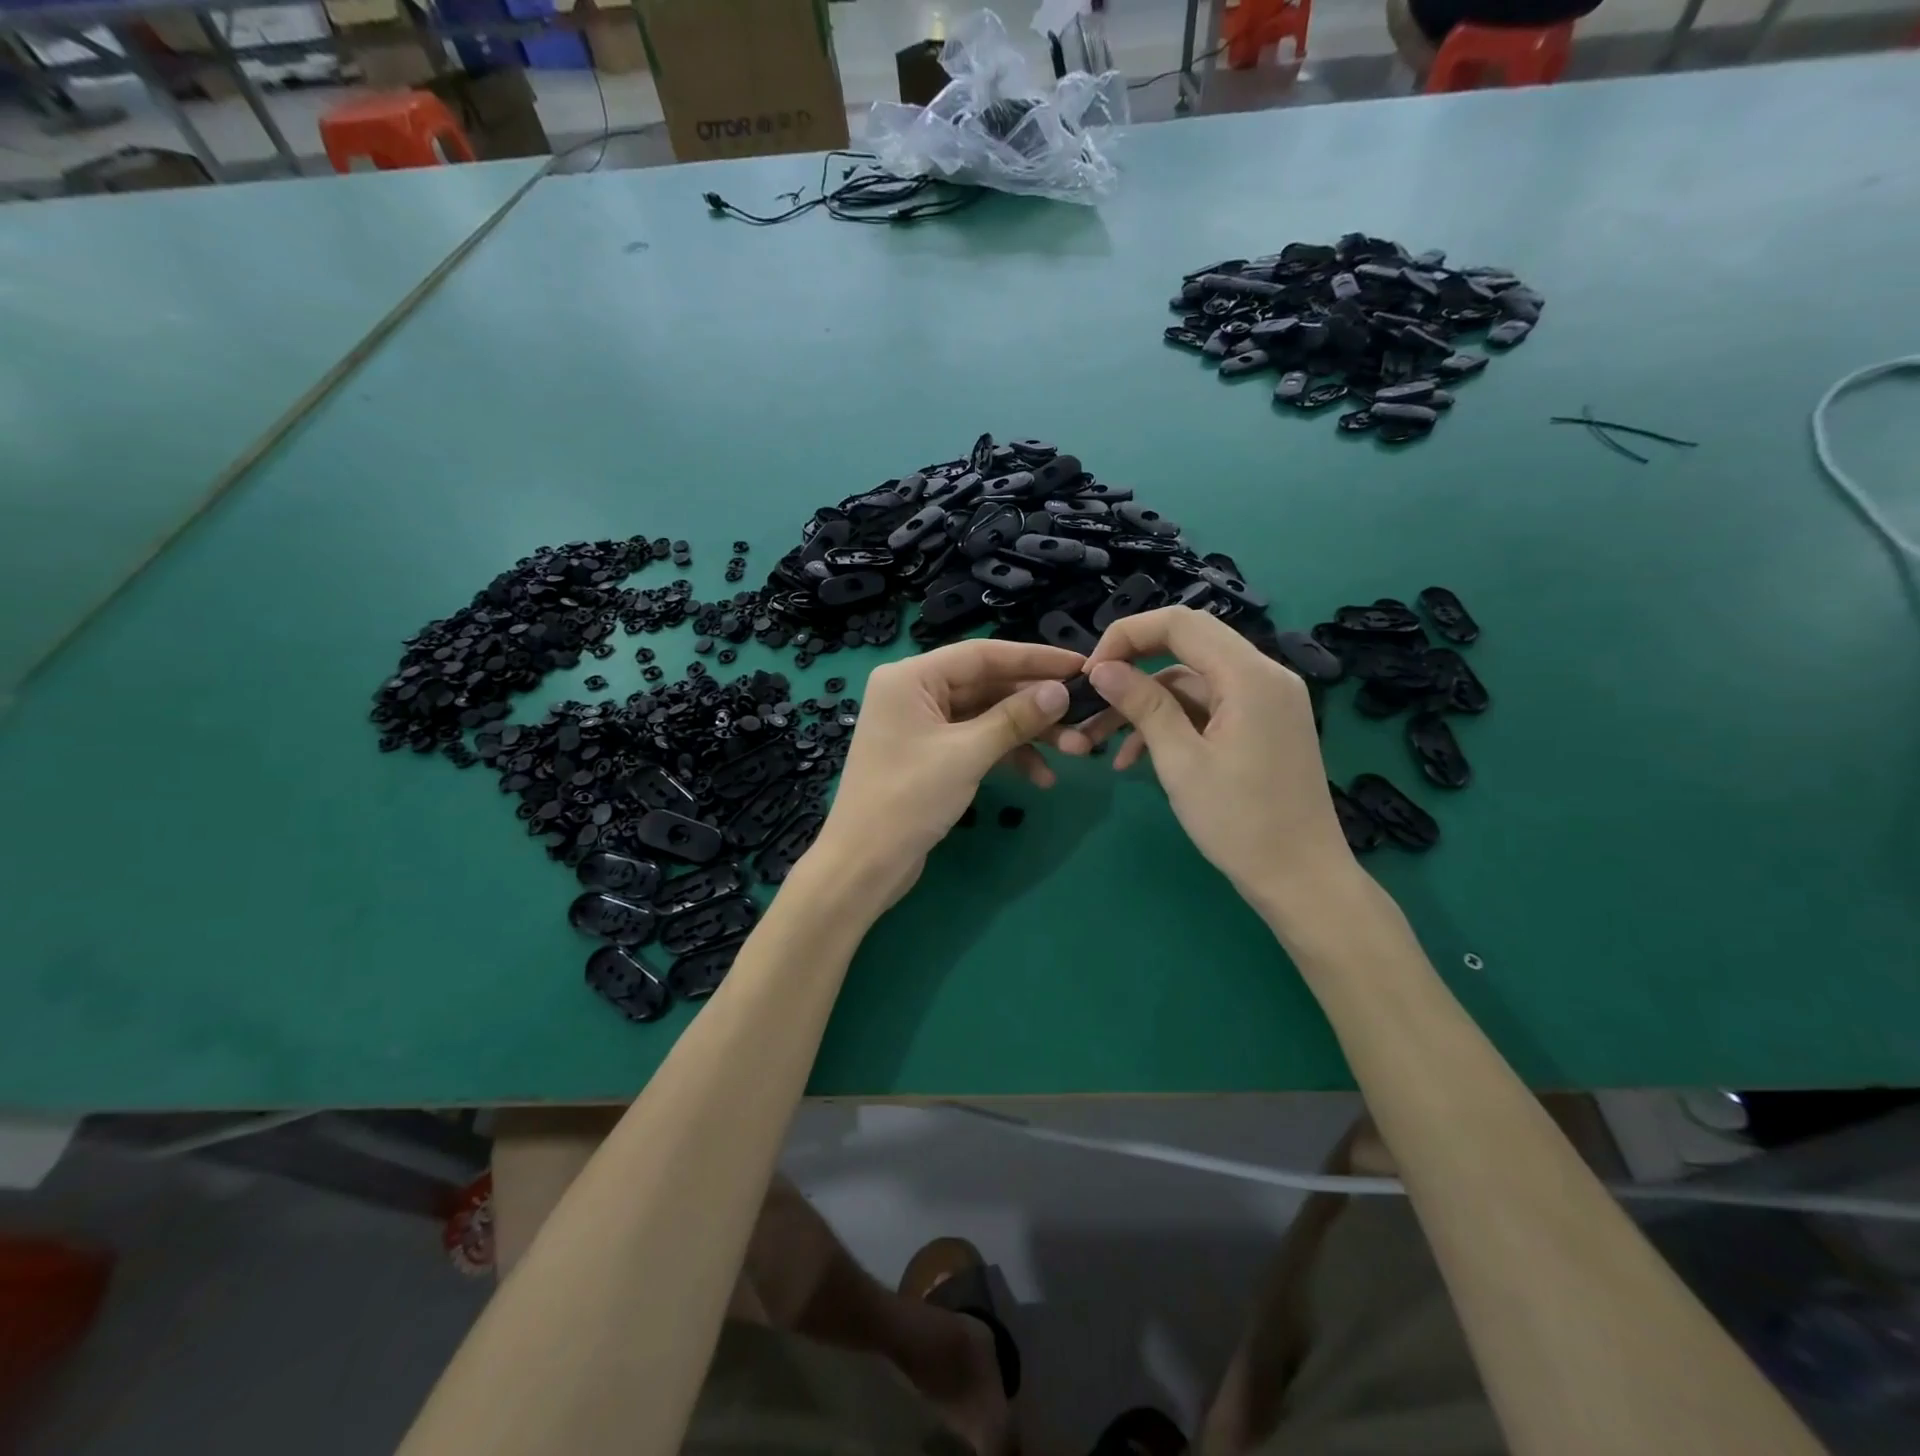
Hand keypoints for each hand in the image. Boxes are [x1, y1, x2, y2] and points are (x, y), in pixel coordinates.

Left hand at [810, 639, 1081, 912]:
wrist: (864, 865)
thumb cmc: (907, 800)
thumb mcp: (966, 754)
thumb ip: (1015, 719)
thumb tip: (1061, 692)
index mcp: (911, 677)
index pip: (982, 655)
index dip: (1034, 658)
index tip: (1079, 665)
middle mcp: (915, 692)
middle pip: (988, 685)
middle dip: (1036, 704)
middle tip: (1084, 715)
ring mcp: (923, 725)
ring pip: (987, 716)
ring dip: (1028, 733)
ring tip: (1075, 750)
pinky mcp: (931, 755)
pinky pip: (977, 742)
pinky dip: (1007, 756)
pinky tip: (1041, 777)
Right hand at [1056, 606, 1353, 919]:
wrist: (1302, 880)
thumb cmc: (1241, 823)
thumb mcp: (1181, 762)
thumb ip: (1143, 706)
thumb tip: (1102, 669)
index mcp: (1250, 675)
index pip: (1180, 623)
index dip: (1127, 636)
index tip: (1091, 672)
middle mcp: (1264, 675)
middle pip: (1186, 645)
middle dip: (1133, 667)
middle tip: (1092, 696)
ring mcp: (1266, 701)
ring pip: (1192, 681)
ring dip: (1145, 705)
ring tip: (1098, 741)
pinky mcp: (1262, 725)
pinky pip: (1208, 708)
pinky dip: (1172, 724)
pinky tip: (1133, 758)